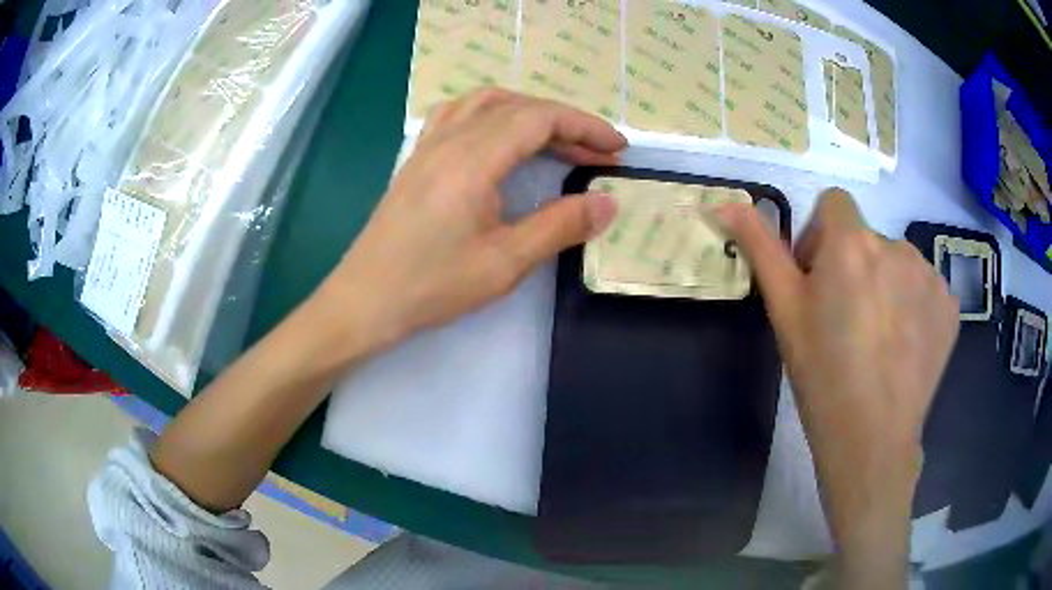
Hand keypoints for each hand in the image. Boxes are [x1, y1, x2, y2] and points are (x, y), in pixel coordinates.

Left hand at [316, 88, 624, 352]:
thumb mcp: (504, 263)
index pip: (539, 119)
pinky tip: (499, 137)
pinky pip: (458, 115)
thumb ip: (559, 226)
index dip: (584, 126)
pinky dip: (492, 114)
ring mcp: (428, 146)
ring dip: (528, 112)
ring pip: (485, 103)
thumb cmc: (432, 285)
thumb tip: (607, 203)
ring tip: (555, 139)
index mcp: (473, 159)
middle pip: (516, 106)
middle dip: (564, 122)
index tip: (617, 148)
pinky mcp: (417, 159)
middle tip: (596, 152)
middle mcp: (449, 140)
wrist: (365, 300)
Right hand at [717, 189, 958, 586]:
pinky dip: (914, 307)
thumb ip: (760, 248)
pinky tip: (904, 346)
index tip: (819, 280)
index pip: (835, 204)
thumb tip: (726, 203)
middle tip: (846, 322)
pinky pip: (926, 289)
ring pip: (900, 264)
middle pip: (869, 239)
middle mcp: (897, 246)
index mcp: (852, 243)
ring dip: (887, 285)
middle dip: (855, 266)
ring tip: (878, 338)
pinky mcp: (950, 305)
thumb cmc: (822, 374)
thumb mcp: (784, 311)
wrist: (872, 438)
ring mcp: (930, 275)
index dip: (822, 236)